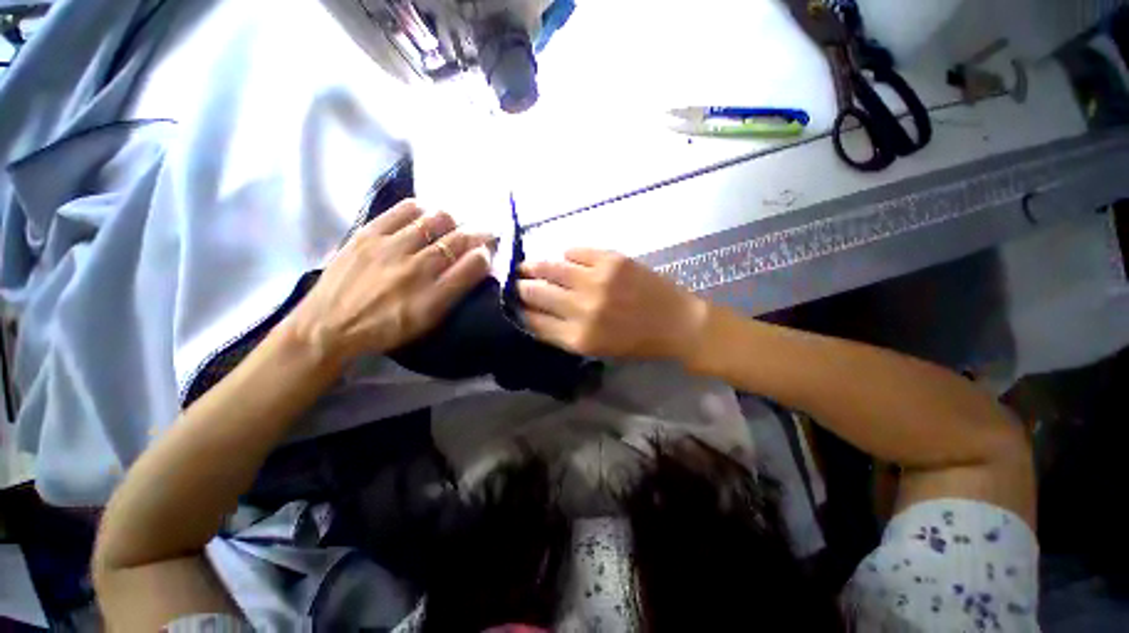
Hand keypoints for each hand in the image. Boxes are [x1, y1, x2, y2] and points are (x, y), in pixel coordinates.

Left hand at [284, 199, 491, 365]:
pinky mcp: (368, 234)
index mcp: (434, 297)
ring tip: (455, 223)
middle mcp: (417, 269)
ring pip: (436, 220)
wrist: (328, 325)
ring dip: (453, 221)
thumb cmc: (385, 329)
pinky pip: (404, 210)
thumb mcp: (427, 322)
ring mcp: (392, 248)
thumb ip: (453, 294)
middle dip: (479, 233)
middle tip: (484, 231)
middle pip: (459, 240)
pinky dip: (422, 208)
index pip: (474, 265)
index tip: (487, 252)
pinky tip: (426, 213)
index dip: (486, 254)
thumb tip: (474, 267)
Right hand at [517, 248, 707, 361]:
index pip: (534, 321)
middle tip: (516, 282)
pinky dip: (566, 254)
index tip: (513, 304)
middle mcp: (583, 309)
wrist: (677, 324)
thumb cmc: (636, 343)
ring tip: (527, 265)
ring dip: (534, 266)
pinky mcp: (612, 260)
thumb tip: (535, 314)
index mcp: (578, 338)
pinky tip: (564, 258)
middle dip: (521, 288)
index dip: (519, 311)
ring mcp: (597, 281)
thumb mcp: (596, 349)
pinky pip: (575, 251)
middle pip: (536, 293)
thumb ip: (563, 333)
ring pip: (551, 268)